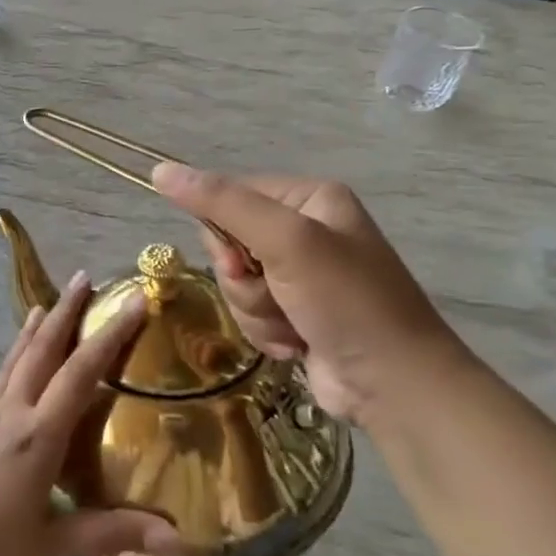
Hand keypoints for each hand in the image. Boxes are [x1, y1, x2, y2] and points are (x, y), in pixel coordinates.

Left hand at [0, 275, 185, 555]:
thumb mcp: (48, 545)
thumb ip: (110, 533)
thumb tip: (179, 542)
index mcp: (37, 435)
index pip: (81, 372)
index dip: (111, 334)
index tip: (134, 301)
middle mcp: (11, 411)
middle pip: (42, 348)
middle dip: (66, 311)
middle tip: (86, 277)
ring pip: (16, 358)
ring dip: (36, 327)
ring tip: (47, 302)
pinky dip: (14, 355)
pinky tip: (16, 361)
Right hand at [151, 164, 474, 424]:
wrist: (395, 386)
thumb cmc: (346, 302)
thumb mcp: (285, 241)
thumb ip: (222, 204)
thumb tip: (160, 170)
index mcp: (309, 199)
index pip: (229, 197)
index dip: (223, 234)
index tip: (243, 260)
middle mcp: (305, 230)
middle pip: (228, 244)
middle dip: (243, 279)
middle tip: (276, 293)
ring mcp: (301, 276)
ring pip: (236, 284)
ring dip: (255, 310)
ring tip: (293, 325)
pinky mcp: (296, 313)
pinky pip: (251, 312)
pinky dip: (267, 332)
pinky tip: (296, 344)